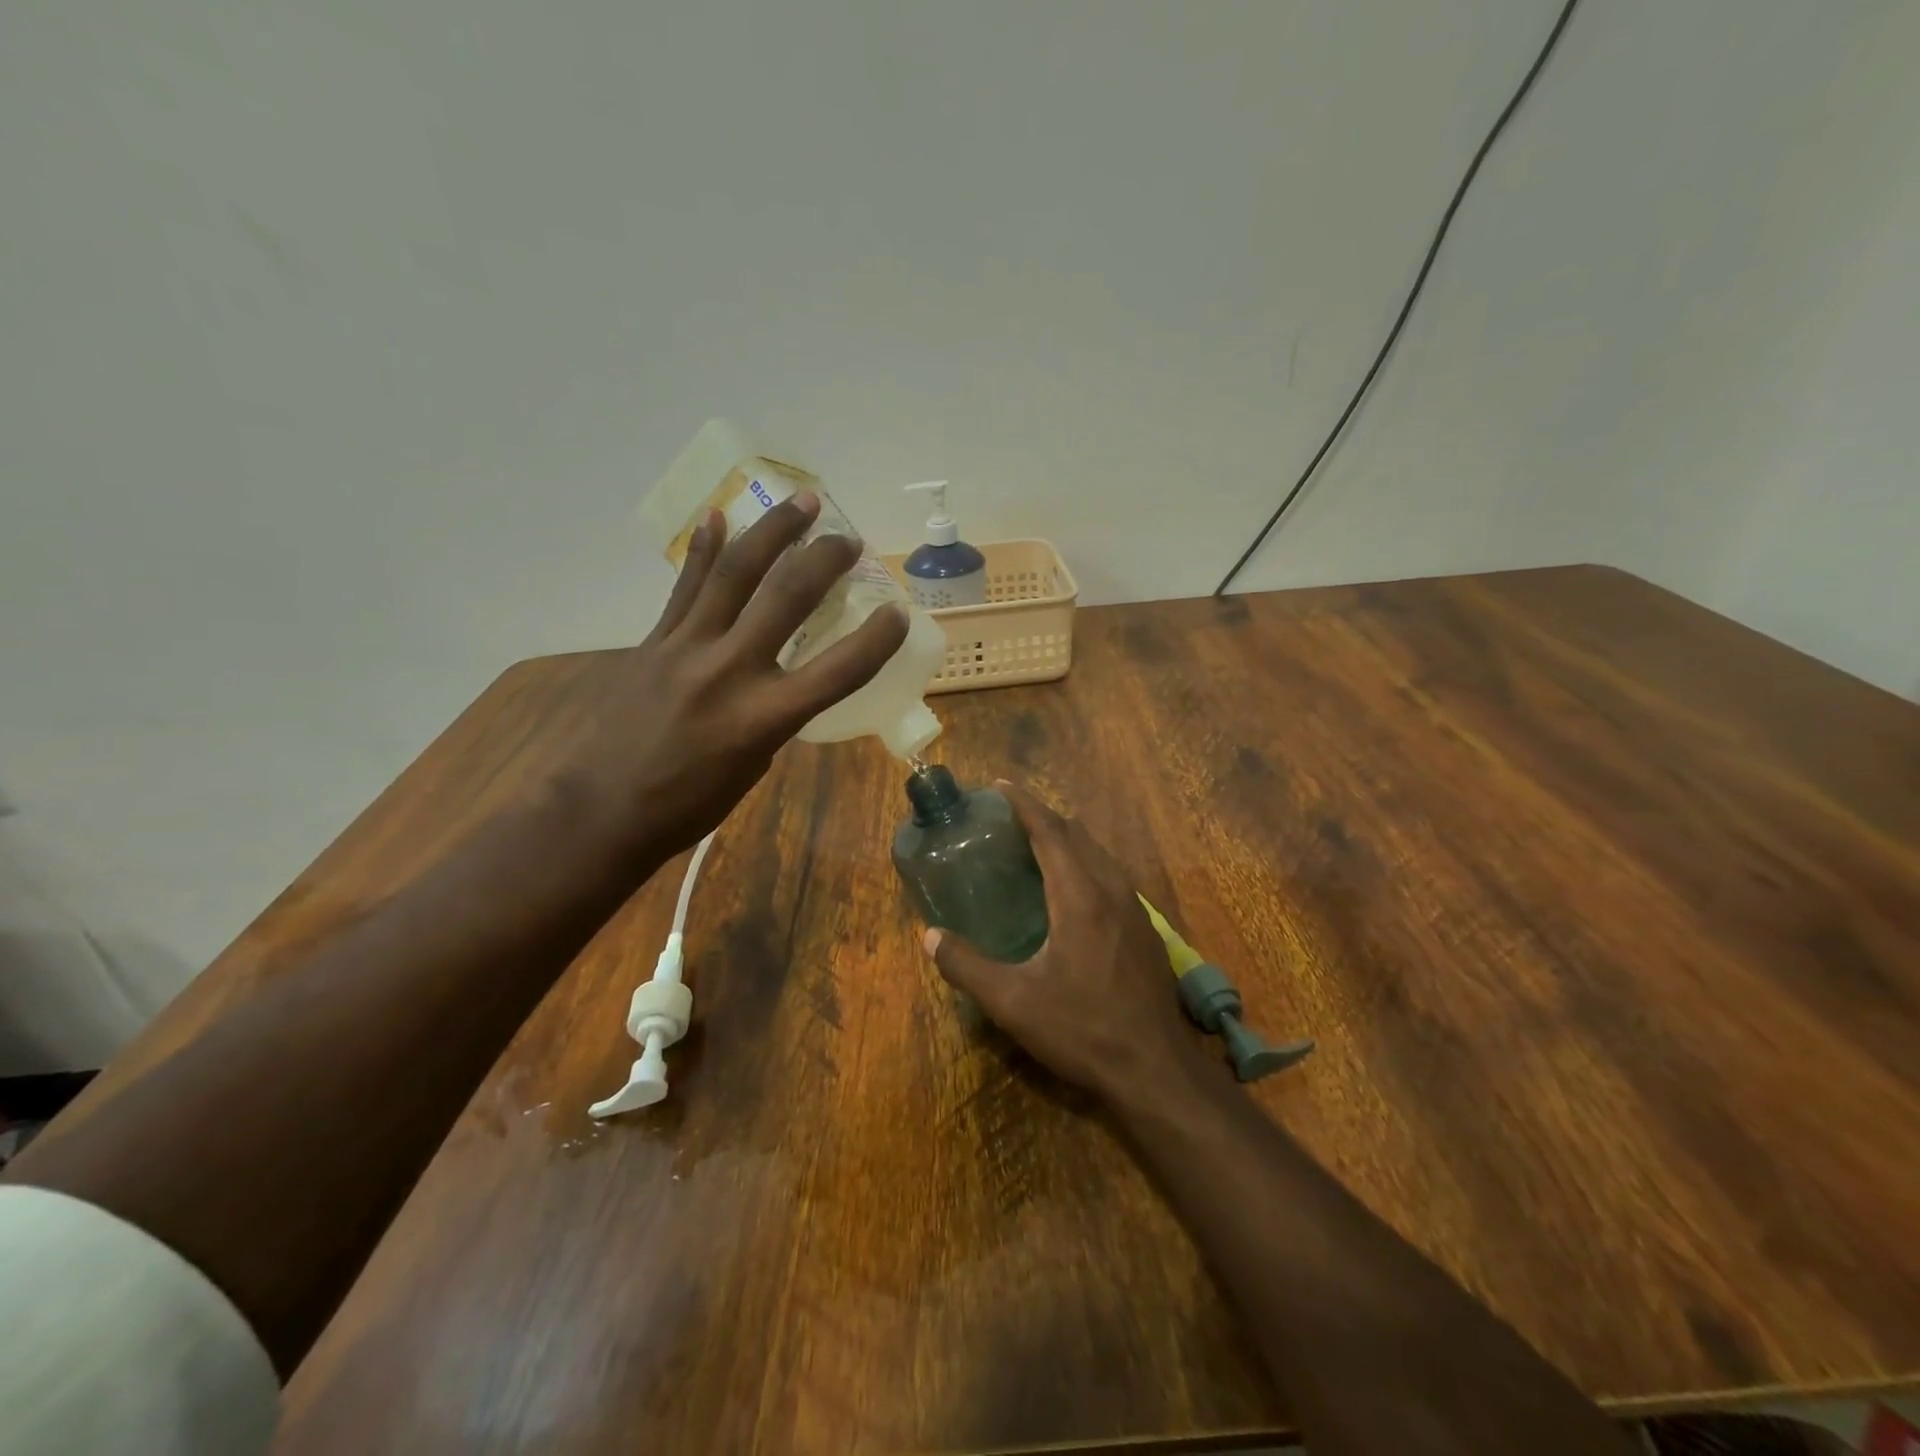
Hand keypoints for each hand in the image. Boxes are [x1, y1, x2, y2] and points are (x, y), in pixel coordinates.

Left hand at [556, 491, 907, 861]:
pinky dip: (705, 550)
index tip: (899, 612)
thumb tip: (779, 680)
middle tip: (849, 539)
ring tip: (802, 502)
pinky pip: (686, 587)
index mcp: (765, 718)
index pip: (839, 670)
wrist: (602, 810)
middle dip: (825, 560)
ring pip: (736, 574)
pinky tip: (719, 516)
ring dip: (773, 532)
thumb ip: (774, 716)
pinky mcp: (654, 641)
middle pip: (787, 598)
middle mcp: (731, 671)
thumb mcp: (752, 766)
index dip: (877, 639)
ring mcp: (687, 648)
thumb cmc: (688, 805)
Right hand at [922, 782, 1207, 1100]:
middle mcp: (1110, 890)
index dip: (1024, 804)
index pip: (1050, 831)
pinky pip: (1112, 876)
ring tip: (1036, 847)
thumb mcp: (1013, 1002)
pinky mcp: (1146, 930)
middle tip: (1010, 819)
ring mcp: (1135, 909)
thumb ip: (967, 966)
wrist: (1155, 1068)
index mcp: (1079, 895)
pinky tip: (1072, 891)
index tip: (1000, 785)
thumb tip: (929, 937)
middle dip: (1044, 818)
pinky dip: (1086, 864)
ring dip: (1068, 840)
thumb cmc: (1082, 1029)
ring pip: (1099, 855)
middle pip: (1077, 835)